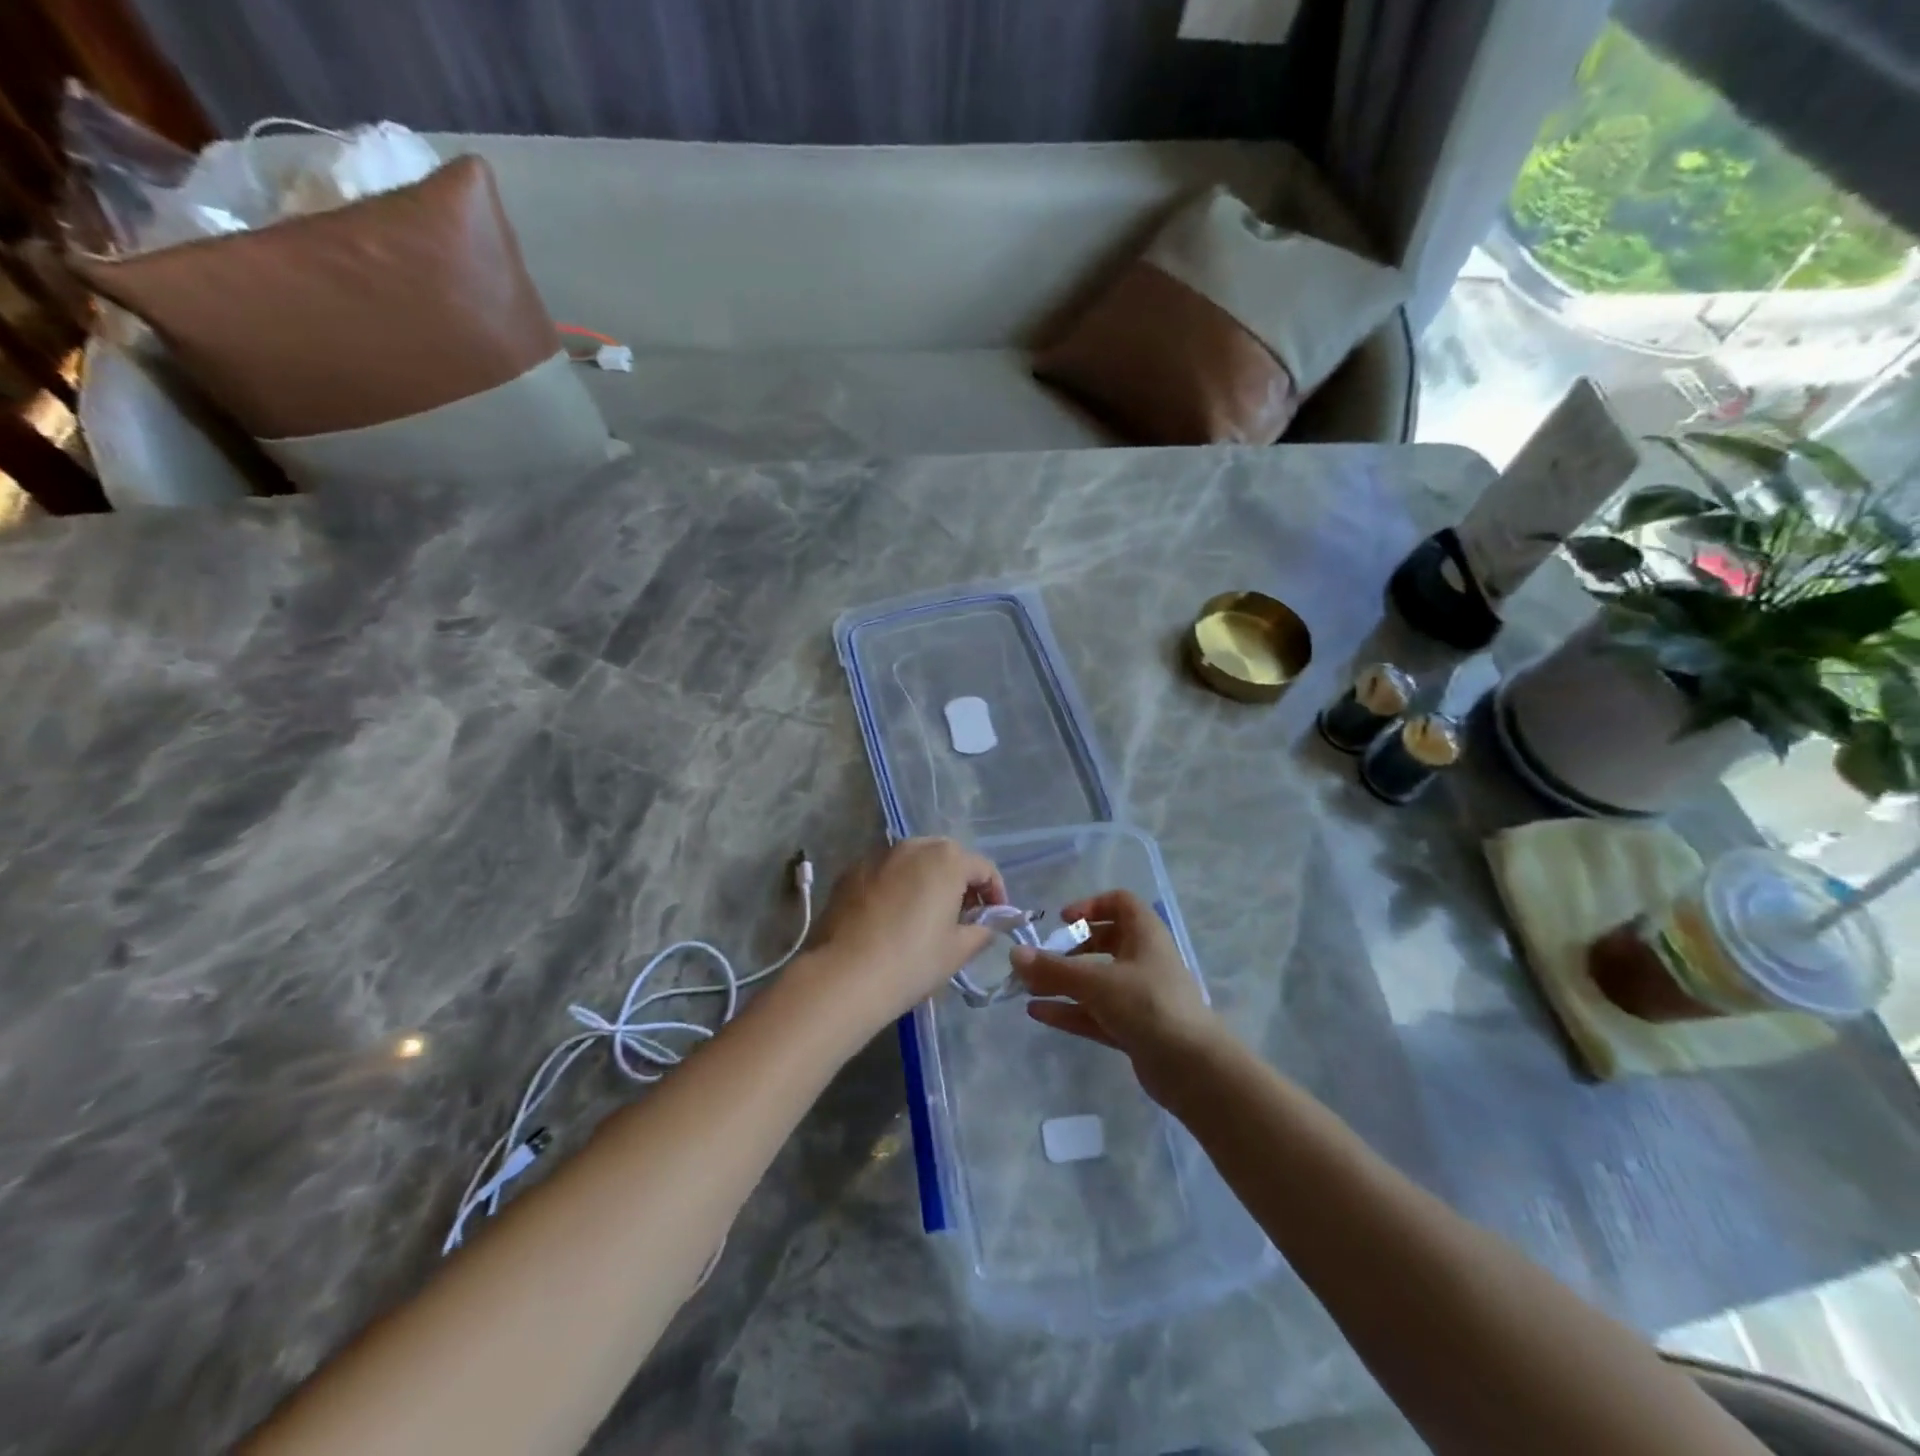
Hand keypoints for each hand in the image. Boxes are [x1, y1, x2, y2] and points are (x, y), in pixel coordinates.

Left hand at [805, 838, 1006, 1027]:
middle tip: (962, 916)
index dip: (995, 893)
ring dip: (926, 881)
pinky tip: (891, 918)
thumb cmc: (912, 961)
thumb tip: (987, 924)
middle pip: (947, 857)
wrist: (844, 976)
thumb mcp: (958, 951)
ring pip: (913, 861)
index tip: (995, 919)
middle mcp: (913, 846)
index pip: (984, 868)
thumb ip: (982, 930)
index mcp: (946, 859)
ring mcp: (878, 855)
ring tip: (925, 915)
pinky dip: (896, 886)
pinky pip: (885, 872)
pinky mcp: (850, 871)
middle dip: (960, 882)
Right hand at [1012, 890, 1228, 1098]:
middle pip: (1105, 943)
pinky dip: (1070, 1010)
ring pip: (1096, 981)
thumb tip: (1014, 955)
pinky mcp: (1134, 1029)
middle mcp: (1144, 960)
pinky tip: (1038, 1012)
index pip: (1120, 904)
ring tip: (1027, 987)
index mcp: (1145, 935)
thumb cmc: (1148, 1005)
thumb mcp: (1096, 982)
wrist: (1193, 1068)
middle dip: (1071, 949)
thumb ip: (1053, 969)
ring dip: (1064, 982)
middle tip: (1043, 959)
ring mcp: (1140, 997)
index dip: (1091, 906)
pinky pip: (1096, 1012)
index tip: (1063, 920)